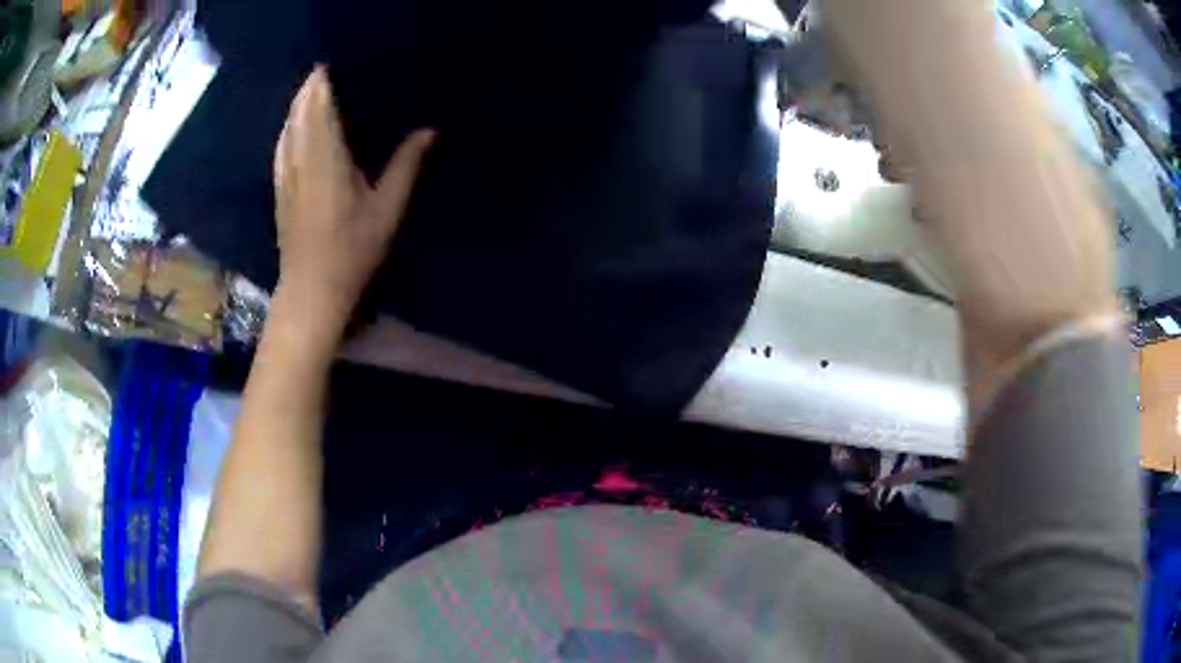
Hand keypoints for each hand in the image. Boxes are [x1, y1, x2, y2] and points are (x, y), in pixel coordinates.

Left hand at [273, 65, 434, 331]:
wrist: (311, 289)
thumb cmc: (352, 249)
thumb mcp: (387, 208)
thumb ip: (407, 165)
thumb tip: (429, 131)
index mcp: (327, 158)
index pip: (319, 109)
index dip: (320, 85)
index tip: (327, 65)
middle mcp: (301, 160)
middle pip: (299, 115)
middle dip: (307, 91)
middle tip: (318, 71)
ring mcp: (286, 178)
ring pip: (286, 131)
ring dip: (294, 108)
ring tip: (305, 92)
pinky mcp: (280, 193)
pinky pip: (280, 150)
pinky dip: (285, 131)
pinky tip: (288, 130)